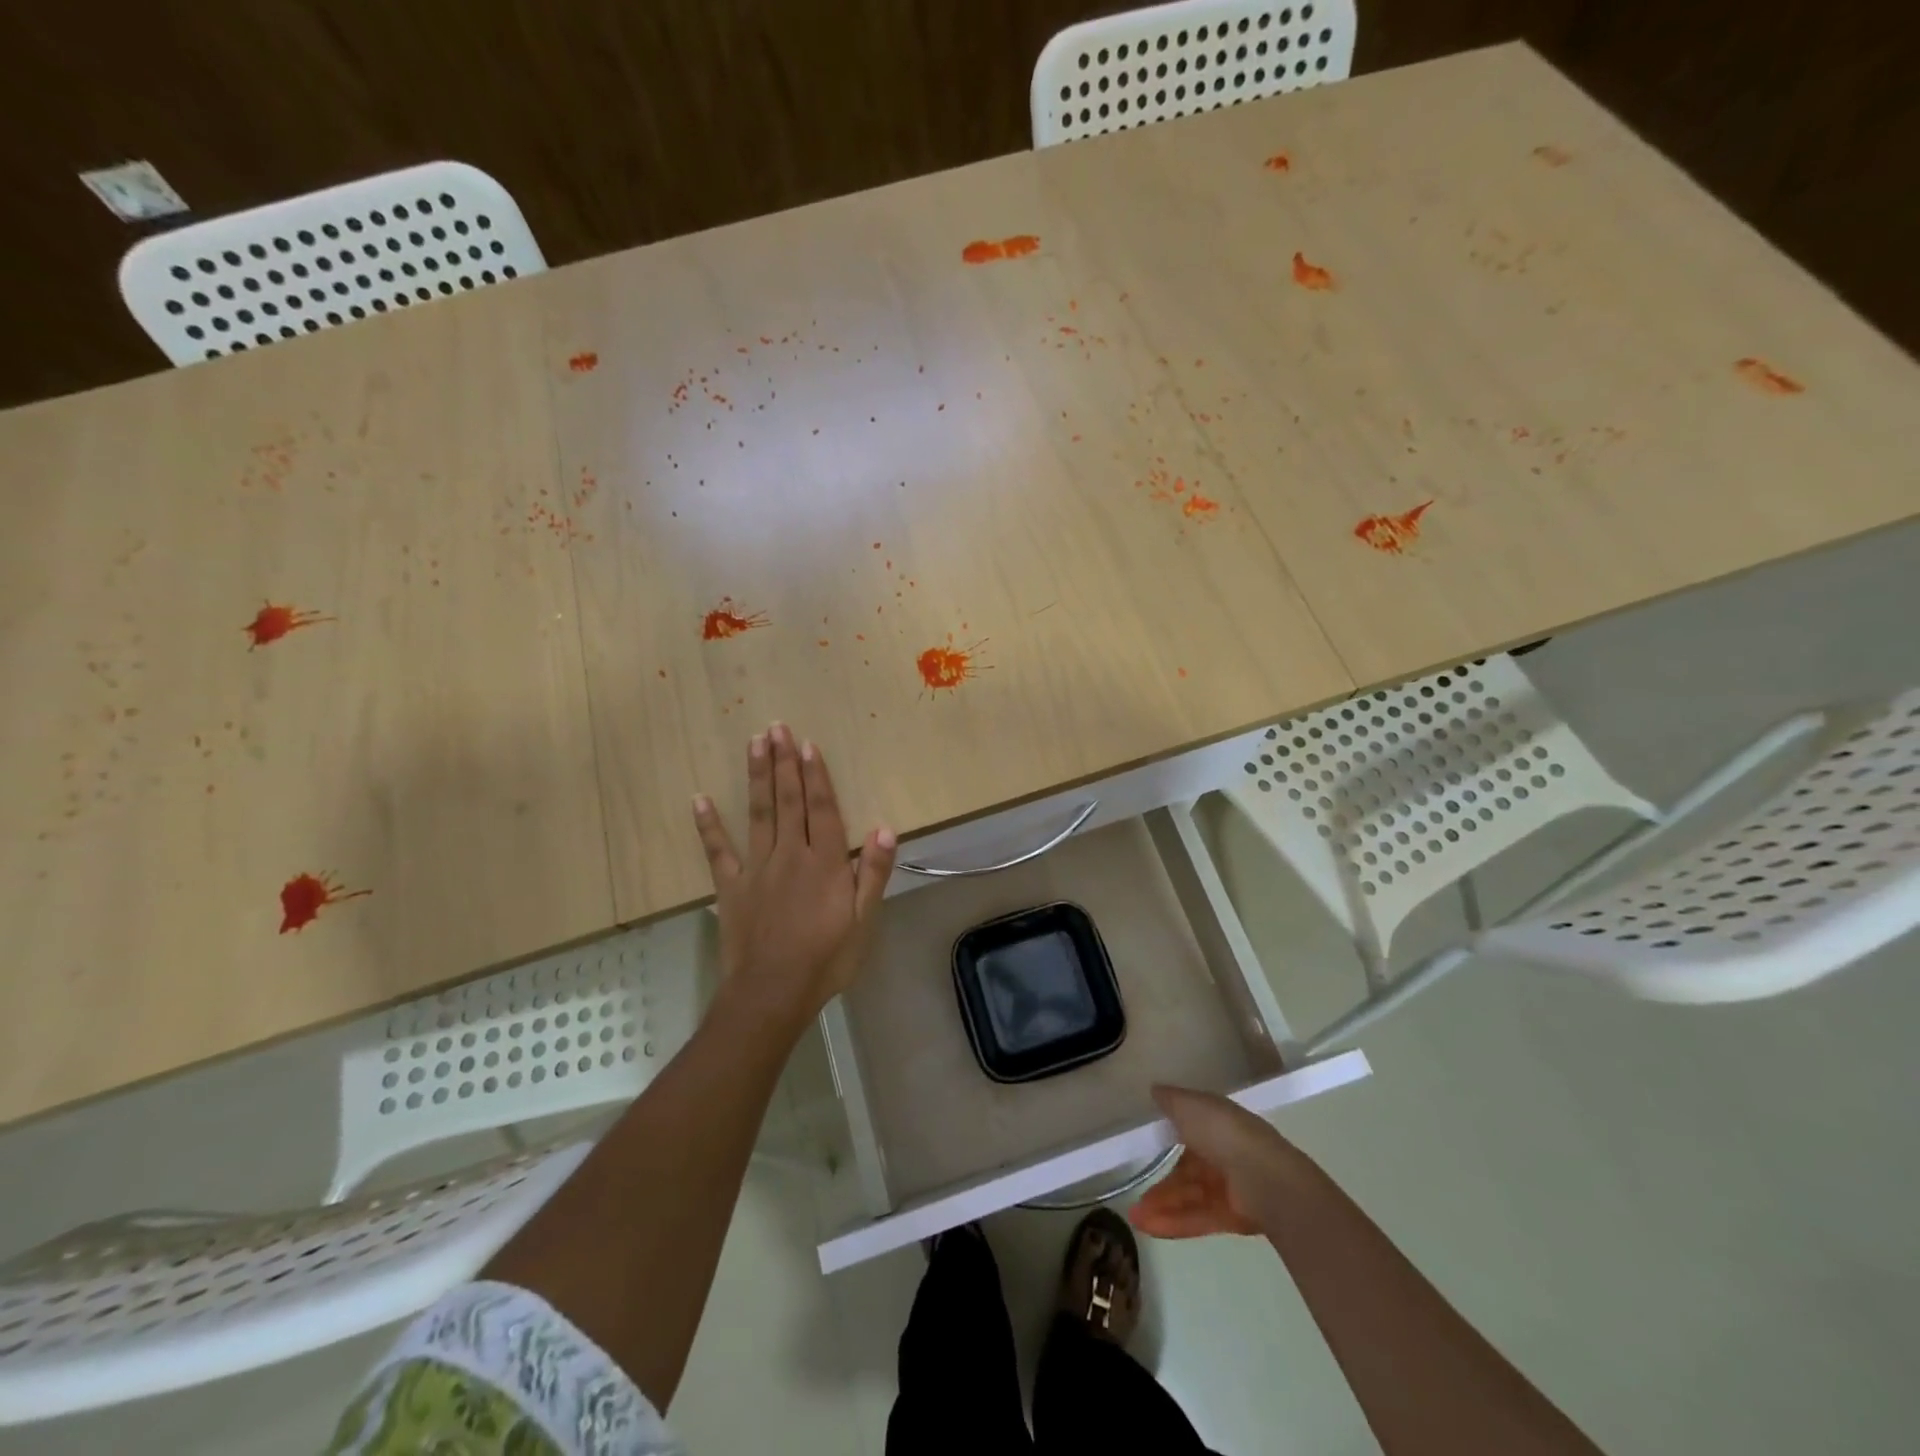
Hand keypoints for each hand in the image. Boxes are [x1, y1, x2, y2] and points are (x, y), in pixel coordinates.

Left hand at [692, 723, 896, 1029]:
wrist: (772, 994)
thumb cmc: (826, 959)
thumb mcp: (863, 921)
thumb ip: (873, 873)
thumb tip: (884, 828)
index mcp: (824, 862)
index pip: (822, 809)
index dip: (816, 775)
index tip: (808, 744)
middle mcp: (790, 855)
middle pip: (788, 801)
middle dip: (784, 762)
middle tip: (777, 727)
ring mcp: (756, 868)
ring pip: (758, 813)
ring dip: (757, 776)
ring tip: (754, 743)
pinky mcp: (730, 887)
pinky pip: (718, 851)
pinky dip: (708, 825)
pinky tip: (699, 799)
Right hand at [1129, 1085, 1310, 1239]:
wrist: (1264, 1179)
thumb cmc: (1223, 1132)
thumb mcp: (1190, 1106)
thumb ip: (1171, 1100)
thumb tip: (1155, 1090)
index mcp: (1216, 1122)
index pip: (1188, 1129)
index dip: (1165, 1136)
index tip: (1143, 1143)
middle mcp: (1222, 1153)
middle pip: (1185, 1169)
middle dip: (1160, 1180)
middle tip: (1132, 1188)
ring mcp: (1226, 1187)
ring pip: (1187, 1196)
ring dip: (1161, 1204)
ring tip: (1134, 1215)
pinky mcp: (1228, 1217)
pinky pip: (1195, 1218)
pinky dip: (1172, 1222)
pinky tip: (1146, 1226)